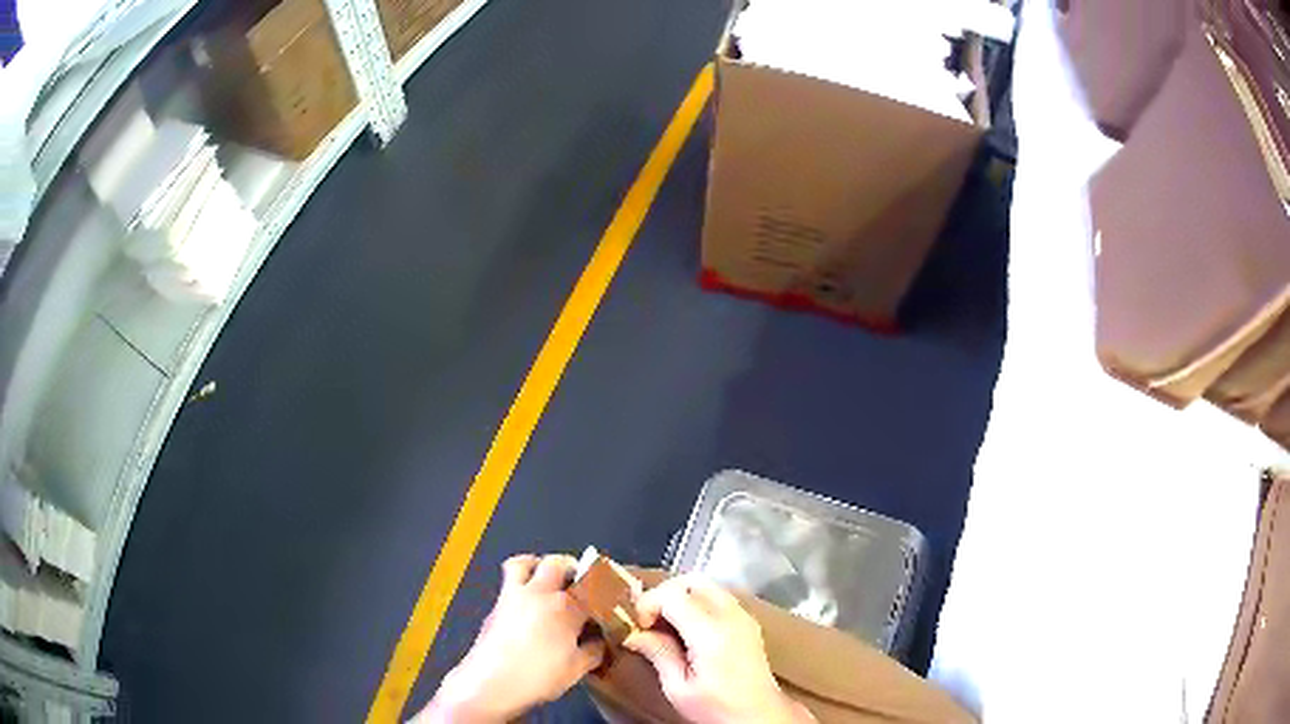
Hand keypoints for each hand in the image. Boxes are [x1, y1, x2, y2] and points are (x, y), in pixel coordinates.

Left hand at [417, 554, 605, 722]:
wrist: (490, 683)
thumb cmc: (538, 677)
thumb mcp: (576, 669)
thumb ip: (593, 651)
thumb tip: (600, 642)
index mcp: (565, 607)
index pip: (592, 588)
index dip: (605, 590)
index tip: (611, 598)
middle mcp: (539, 593)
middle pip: (558, 563)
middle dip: (572, 567)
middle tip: (580, 582)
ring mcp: (512, 596)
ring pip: (524, 562)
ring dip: (538, 565)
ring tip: (547, 580)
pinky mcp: (495, 606)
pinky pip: (508, 582)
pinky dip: (521, 584)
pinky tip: (527, 606)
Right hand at [623, 575, 814, 723]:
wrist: (760, 716)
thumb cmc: (717, 707)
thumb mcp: (678, 688)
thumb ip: (658, 654)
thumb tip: (633, 634)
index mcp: (711, 633)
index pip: (672, 595)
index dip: (648, 604)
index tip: (639, 627)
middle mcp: (730, 616)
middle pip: (691, 581)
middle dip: (664, 593)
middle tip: (650, 620)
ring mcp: (743, 616)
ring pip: (707, 584)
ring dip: (681, 596)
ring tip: (667, 624)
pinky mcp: (749, 622)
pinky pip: (719, 596)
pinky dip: (698, 601)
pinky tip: (689, 628)